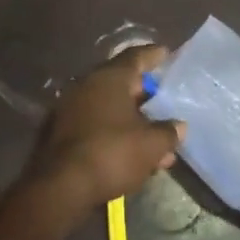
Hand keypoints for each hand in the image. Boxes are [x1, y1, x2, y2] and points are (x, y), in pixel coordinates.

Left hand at [30, 45, 184, 206]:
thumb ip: (169, 132)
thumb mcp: (152, 144)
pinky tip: (132, 154)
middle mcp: (86, 86)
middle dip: (144, 95)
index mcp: (109, 78)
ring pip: (109, 109)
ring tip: (155, 141)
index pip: (135, 57)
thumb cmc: (112, 153)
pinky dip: (115, 134)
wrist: (61, 187)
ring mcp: (69, 110)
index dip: (153, 55)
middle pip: (120, 83)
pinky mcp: (60, 134)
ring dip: (132, 122)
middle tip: (163, 101)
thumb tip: (178, 127)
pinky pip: (96, 126)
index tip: (166, 53)